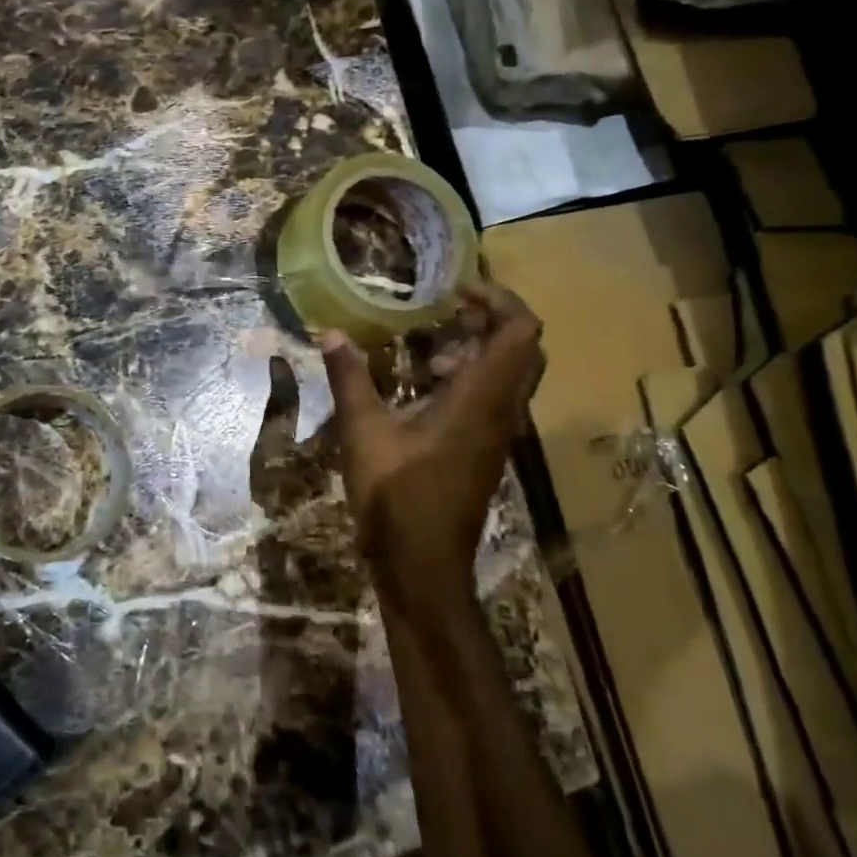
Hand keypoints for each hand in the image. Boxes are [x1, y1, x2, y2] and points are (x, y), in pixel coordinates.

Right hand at [321, 281, 545, 617]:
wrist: (423, 566)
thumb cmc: (396, 497)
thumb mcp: (363, 432)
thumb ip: (350, 379)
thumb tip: (331, 333)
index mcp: (481, 400)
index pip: (520, 332)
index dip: (499, 299)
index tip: (457, 289)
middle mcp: (501, 412)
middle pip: (525, 350)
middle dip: (494, 320)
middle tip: (451, 309)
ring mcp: (498, 436)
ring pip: (513, 377)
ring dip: (484, 350)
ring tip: (433, 346)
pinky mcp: (486, 453)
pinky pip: (496, 400)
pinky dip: (474, 379)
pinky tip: (427, 390)